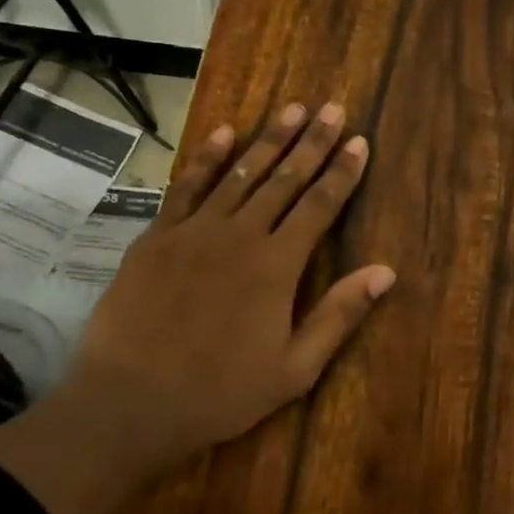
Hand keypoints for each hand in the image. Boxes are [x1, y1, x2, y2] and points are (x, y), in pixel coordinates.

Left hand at [64, 101, 394, 454]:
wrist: (128, 405)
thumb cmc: (221, 392)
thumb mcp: (295, 368)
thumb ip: (339, 315)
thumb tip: (386, 272)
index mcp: (277, 265)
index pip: (320, 206)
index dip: (342, 172)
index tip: (359, 141)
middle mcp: (239, 236)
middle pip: (285, 179)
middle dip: (312, 142)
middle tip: (332, 108)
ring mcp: (193, 232)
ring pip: (240, 174)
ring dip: (269, 140)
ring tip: (292, 109)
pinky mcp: (156, 238)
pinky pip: (186, 187)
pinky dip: (207, 159)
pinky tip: (224, 134)